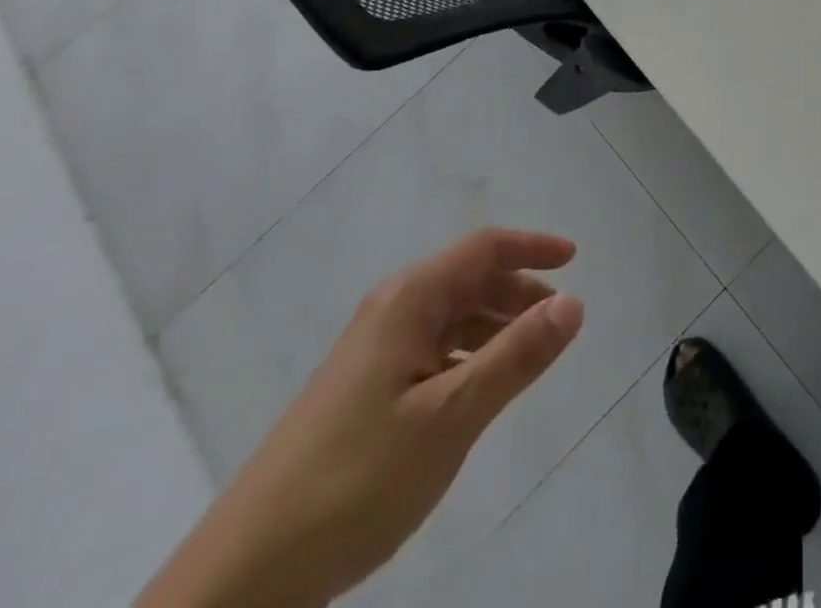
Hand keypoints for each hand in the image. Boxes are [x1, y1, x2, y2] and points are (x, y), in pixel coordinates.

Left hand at [139, 229, 583, 607]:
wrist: (245, 575)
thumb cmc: (356, 480)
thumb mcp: (451, 416)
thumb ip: (516, 356)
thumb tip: (574, 301)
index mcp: (408, 301)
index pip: (483, 248)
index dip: (533, 246)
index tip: (576, 259)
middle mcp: (390, 312)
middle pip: (468, 277)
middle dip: (519, 288)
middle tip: (559, 319)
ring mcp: (373, 352)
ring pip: (451, 316)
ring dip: (496, 323)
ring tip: (530, 356)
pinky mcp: (364, 390)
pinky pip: (433, 349)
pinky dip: (469, 354)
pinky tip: (480, 389)